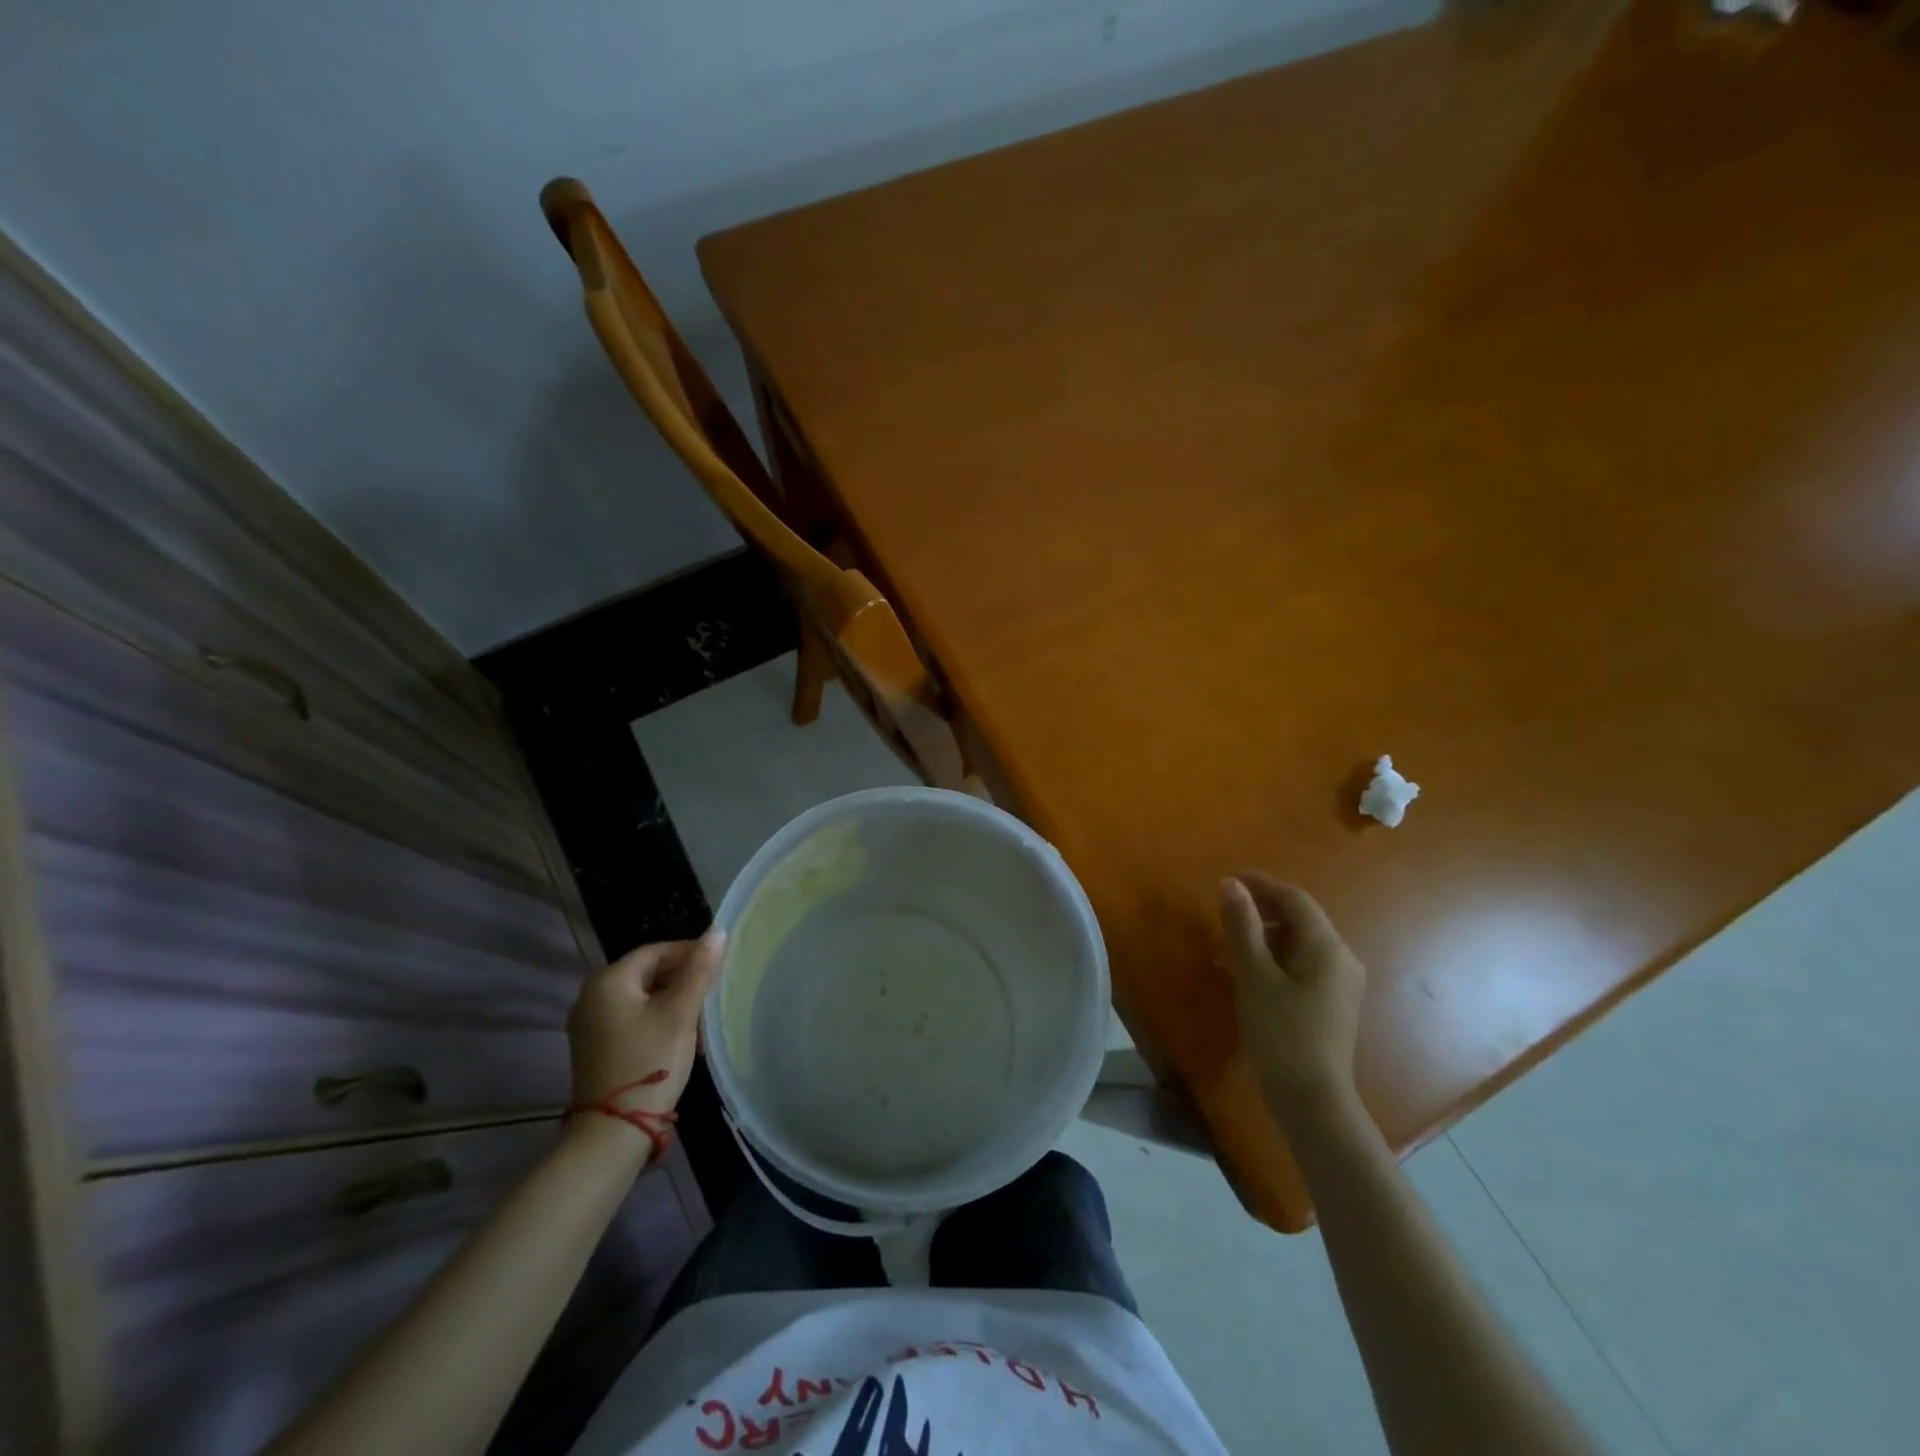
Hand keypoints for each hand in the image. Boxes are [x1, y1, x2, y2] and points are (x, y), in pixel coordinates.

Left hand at [567, 929, 723, 1122]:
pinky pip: (632, 1018)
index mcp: (608, 981)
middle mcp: (592, 996)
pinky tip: (681, 1037)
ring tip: (703, 1017)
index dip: (690, 953)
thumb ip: (699, 970)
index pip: (656, 951)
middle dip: (683, 979)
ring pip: (642, 997)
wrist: (613, 1133)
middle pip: (647, 973)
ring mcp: (590, 1024)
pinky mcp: (596, 1047)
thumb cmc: (650, 1062)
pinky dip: (657, 1019)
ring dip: (674, 1001)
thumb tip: (716, 932)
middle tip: (713, 993)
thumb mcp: (680, 1013)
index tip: (719, 964)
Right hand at [1220, 875, 1366, 1123]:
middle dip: (1263, 909)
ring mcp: (1341, 983)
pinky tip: (1247, 972)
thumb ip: (1242, 926)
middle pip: (1301, 919)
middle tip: (1225, 909)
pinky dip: (1275, 957)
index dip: (1262, 884)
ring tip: (1229, 943)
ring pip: (1300, 942)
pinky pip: (1303, 964)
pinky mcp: (1333, 1004)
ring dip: (1265, 934)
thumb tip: (1230, 884)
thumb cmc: (1280, 1033)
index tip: (1229, 878)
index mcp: (1326, 947)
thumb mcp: (1254, 975)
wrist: (1312, 1101)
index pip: (1295, 899)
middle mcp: (1342, 958)